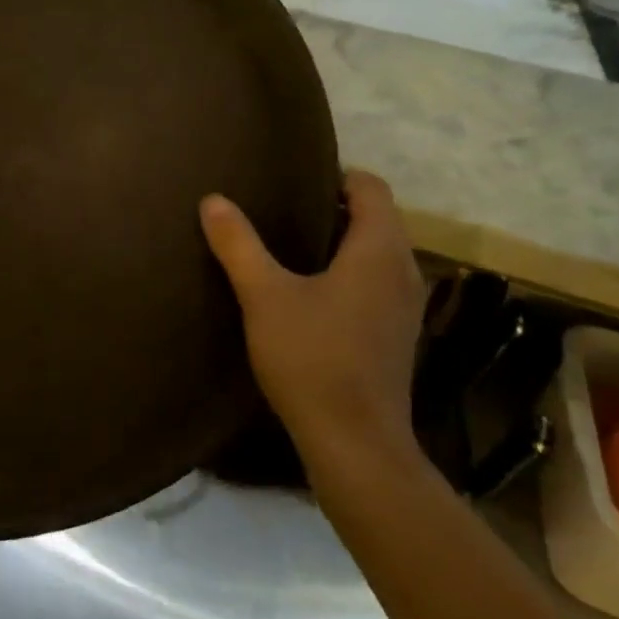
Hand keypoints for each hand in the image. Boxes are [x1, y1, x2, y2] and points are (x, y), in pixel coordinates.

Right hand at [201, 170, 426, 467]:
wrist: (355, 443)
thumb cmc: (312, 358)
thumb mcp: (264, 296)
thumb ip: (239, 244)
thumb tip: (213, 200)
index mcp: (379, 250)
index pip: (371, 188)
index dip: (336, 175)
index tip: (294, 178)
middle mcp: (404, 271)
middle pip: (377, 219)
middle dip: (334, 208)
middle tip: (281, 208)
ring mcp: (405, 308)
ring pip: (377, 254)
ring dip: (341, 243)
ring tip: (289, 246)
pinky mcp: (396, 336)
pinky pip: (375, 284)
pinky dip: (348, 274)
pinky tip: (310, 294)